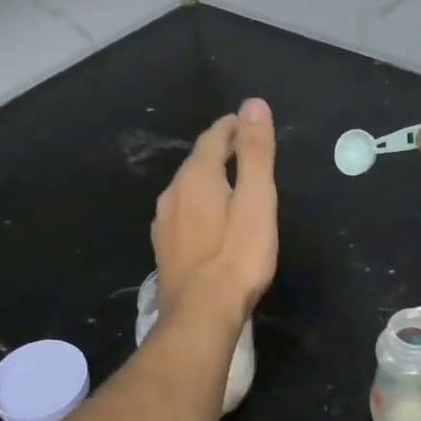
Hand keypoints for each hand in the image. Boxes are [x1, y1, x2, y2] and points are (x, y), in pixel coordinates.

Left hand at [152, 98, 278, 324]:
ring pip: (187, 188)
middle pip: (197, 161)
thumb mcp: (256, 200)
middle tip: (244, 148)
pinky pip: (183, 212)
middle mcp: (173, 193)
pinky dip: (199, 203)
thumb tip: (253, 105)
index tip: (247, 122)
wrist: (200, 315)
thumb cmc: (237, 256)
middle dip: (220, 150)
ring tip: (231, 181)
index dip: (231, 126)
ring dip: (208, 178)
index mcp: (196, 177)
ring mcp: (164, 222)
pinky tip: (209, 218)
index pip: (213, 138)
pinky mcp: (165, 247)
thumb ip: (255, 152)